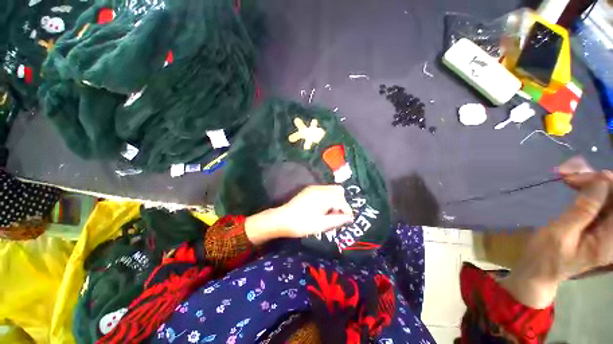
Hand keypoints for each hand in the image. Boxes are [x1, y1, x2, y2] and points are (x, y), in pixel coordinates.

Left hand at [245, 185, 353, 245]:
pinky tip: (322, 207)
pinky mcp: (309, 189)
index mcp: (324, 197)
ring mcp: (314, 187)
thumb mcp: (321, 225)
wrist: (282, 219)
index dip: (347, 210)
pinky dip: (328, 196)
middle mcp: (320, 189)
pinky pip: (324, 189)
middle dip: (342, 202)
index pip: (342, 201)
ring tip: (329, 211)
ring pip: (332, 188)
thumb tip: (350, 218)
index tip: (347, 220)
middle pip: (339, 191)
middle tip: (337, 214)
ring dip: (335, 199)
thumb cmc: (302, 224)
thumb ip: (337, 220)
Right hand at [502, 157, 612, 307]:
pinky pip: (602, 198)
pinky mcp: (601, 222)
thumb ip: (583, 210)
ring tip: (568, 177)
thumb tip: (601, 180)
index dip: (607, 183)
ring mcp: (609, 227)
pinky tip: (574, 184)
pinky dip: (588, 187)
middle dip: (598, 180)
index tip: (579, 177)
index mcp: (612, 239)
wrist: (540, 269)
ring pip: (609, 194)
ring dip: (592, 182)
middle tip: (570, 174)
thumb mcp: (561, 233)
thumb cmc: (547, 256)